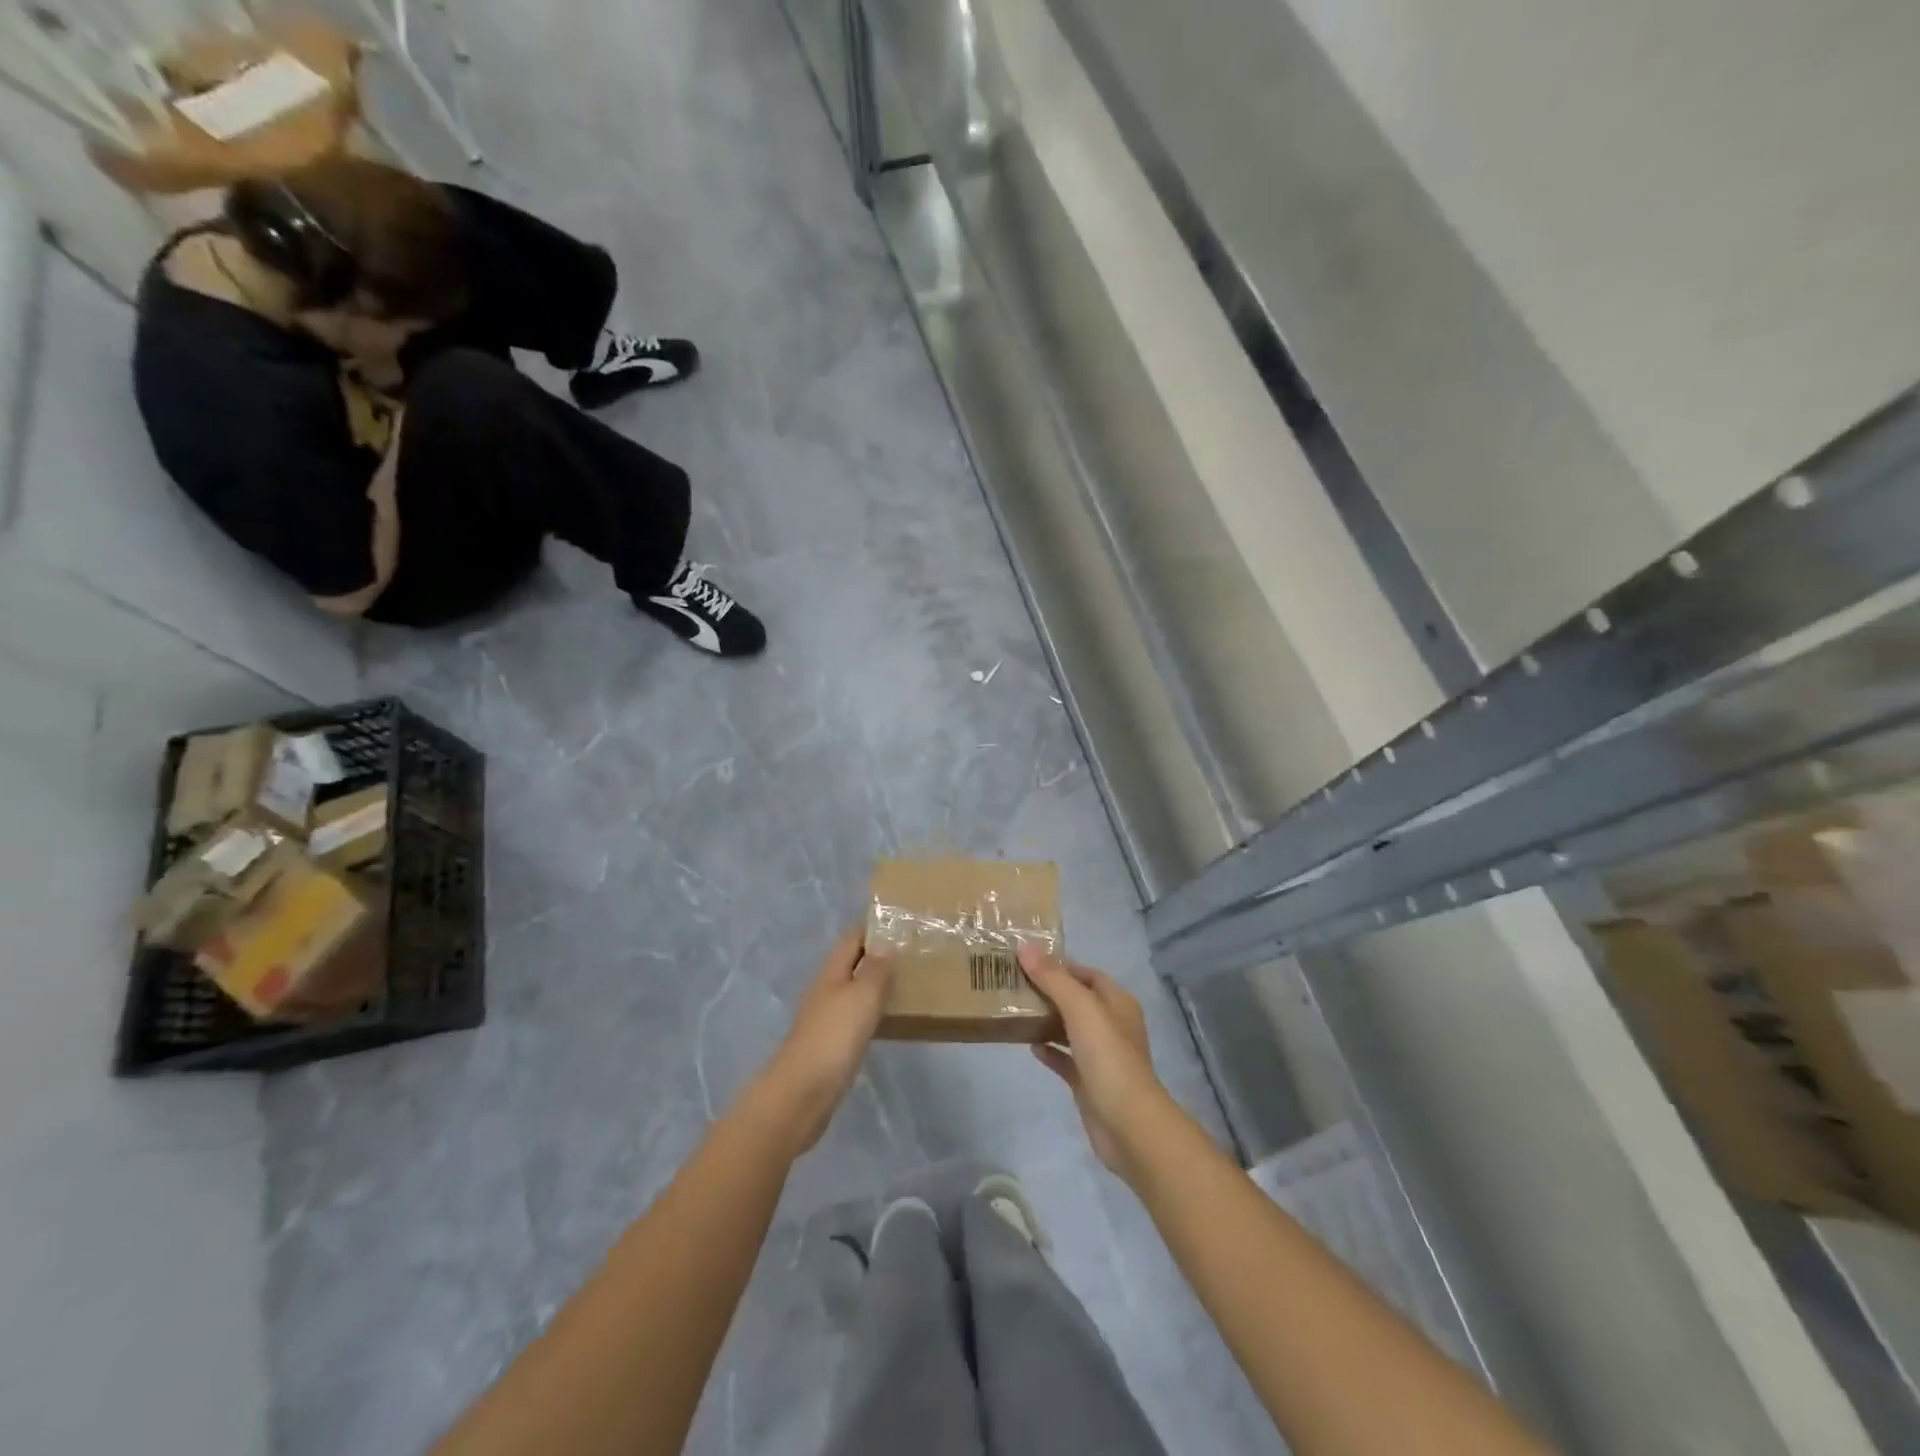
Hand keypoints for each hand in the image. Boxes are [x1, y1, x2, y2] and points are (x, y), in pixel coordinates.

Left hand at [746, 927, 893, 1153]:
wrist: (801, 1094)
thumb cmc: (834, 1037)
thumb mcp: (862, 996)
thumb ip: (876, 969)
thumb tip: (885, 944)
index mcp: (832, 972)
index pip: (853, 938)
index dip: (873, 926)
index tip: (900, 919)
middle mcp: (826, 989)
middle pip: (852, 962)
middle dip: (877, 953)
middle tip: (912, 950)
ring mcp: (825, 1018)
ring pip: (854, 990)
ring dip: (875, 983)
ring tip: (907, 981)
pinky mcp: (830, 1045)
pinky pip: (854, 1016)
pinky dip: (871, 1010)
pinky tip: (887, 1018)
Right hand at [1022, 944, 1173, 1183]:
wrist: (1129, 1125)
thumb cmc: (1108, 1057)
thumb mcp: (1080, 1008)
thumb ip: (1053, 978)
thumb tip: (1025, 946)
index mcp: (1118, 1003)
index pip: (1087, 974)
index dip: (1061, 965)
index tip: (1028, 961)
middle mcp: (1112, 1025)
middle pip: (1078, 1000)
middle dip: (1050, 992)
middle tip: (1016, 984)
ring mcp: (1102, 1056)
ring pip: (1071, 1029)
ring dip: (1048, 1020)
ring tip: (1016, 1010)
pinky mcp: (1090, 1082)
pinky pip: (1066, 1059)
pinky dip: (1050, 1051)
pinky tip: (1030, 1046)